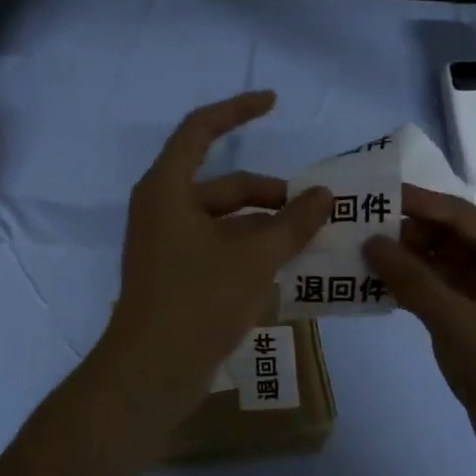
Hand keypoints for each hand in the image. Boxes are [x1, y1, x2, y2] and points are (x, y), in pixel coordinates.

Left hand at [100, 92, 331, 431]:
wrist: (151, 372)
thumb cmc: (198, 301)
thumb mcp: (254, 258)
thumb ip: (292, 222)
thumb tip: (324, 195)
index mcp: (168, 189)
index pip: (201, 129)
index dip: (237, 110)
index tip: (273, 102)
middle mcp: (164, 209)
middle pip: (225, 185)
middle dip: (272, 195)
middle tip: (318, 210)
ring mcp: (168, 245)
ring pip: (226, 221)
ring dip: (267, 227)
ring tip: (311, 241)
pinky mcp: (177, 276)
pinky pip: (220, 249)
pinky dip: (251, 252)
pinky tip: (287, 269)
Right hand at [364, 185, 475, 475]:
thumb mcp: (457, 321)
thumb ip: (411, 279)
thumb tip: (371, 242)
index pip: (458, 215)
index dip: (415, 202)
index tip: (370, 194)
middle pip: (449, 239)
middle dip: (405, 233)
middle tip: (354, 229)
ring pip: (442, 269)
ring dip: (405, 264)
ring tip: (356, 256)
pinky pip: (440, 298)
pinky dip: (412, 292)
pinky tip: (375, 290)